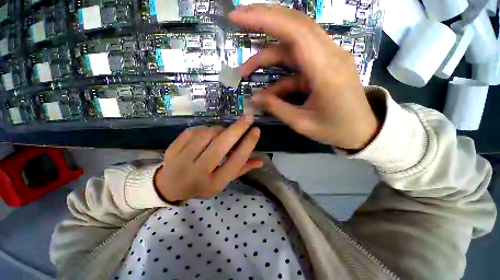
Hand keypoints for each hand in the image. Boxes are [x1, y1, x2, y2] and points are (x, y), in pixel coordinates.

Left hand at [154, 115, 262, 201]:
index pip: (236, 161)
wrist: (170, 186)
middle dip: (237, 129)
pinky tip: (208, 132)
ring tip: (224, 131)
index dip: (248, 144)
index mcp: (214, 182)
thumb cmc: (202, 185)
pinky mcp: (173, 149)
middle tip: (249, 118)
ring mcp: (182, 160)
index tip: (256, 130)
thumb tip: (261, 161)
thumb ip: (241, 169)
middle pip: (221, 146)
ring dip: (219, 129)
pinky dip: (204, 128)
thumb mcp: (223, 181)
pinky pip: (193, 131)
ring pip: (206, 135)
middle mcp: (198, 172)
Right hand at [229, 5, 379, 149]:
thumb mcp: (302, 123)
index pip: (294, 32)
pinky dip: (279, 74)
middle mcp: (329, 55)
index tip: (237, 17)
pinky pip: (297, 63)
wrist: (362, 130)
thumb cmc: (335, 130)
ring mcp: (328, 58)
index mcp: (326, 71)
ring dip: (267, 54)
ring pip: (292, 43)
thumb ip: (277, 108)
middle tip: (237, 22)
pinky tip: (268, 90)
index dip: (264, 19)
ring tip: (246, 71)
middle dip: (263, 20)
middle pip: (294, 25)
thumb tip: (255, 99)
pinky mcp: (323, 65)